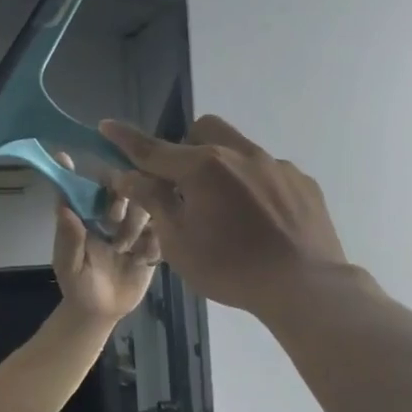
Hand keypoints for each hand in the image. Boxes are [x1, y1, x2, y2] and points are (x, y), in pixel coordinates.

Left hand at [51, 152, 159, 321]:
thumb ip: (68, 238)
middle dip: (124, 196)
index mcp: (90, 215)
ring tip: (126, 248)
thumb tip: (63, 206)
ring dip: (138, 221)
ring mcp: (135, 229)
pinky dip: (155, 242)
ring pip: (147, 208)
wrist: (101, 312)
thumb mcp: (68, 264)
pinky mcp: (153, 245)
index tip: (104, 171)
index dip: (96, 177)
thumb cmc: (78, 286)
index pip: (92, 187)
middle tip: (116, 218)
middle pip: (126, 190)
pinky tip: (142, 259)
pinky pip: (162, 233)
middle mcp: (113, 216)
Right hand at [98, 115, 349, 316]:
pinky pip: (268, 172)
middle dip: (185, 147)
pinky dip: (253, 186)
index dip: (126, 139)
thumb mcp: (178, 242)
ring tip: (226, 209)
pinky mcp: (302, 181)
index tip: (106, 126)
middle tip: (182, 185)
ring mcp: (276, 165)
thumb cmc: (230, 269)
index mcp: (203, 168)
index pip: (153, 149)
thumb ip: (153, 201)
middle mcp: (240, 154)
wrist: (304, 285)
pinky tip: (259, 220)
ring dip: (221, 166)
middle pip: (203, 131)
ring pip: (238, 149)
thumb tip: (128, 175)